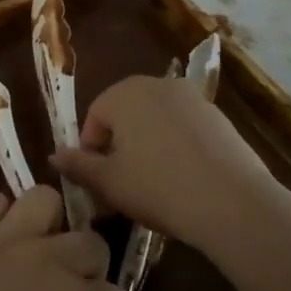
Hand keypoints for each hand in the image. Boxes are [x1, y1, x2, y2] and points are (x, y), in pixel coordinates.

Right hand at [50, 75, 290, 270]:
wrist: (235, 205)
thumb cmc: (158, 187)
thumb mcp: (108, 183)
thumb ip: (77, 165)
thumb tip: (54, 155)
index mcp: (124, 92)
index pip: (94, 118)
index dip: (91, 151)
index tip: (99, 181)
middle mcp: (158, 85)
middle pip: (126, 115)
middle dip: (120, 146)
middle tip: (123, 183)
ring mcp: (194, 99)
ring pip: (156, 123)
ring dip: (148, 148)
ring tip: (154, 186)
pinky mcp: (221, 119)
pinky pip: (185, 131)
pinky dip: (178, 150)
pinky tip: (184, 182)